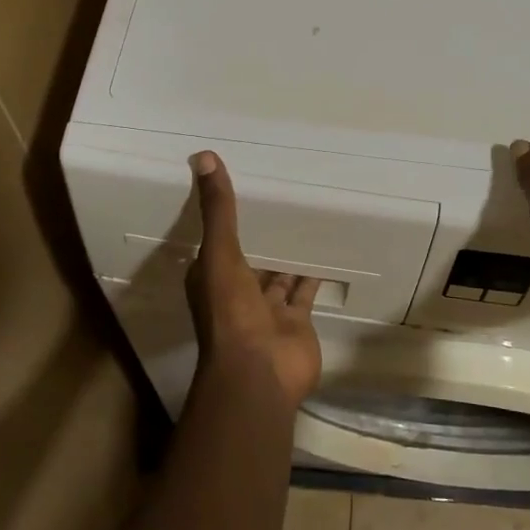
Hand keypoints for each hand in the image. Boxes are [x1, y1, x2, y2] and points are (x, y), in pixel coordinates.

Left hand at [186, 151, 323, 407]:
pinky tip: (326, 249)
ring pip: (278, 274)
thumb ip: (217, 210)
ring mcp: (267, 309)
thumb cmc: (231, 312)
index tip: (240, 189)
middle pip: (250, 256)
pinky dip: (313, 274)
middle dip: (262, 234)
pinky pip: (305, 291)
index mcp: (211, 277)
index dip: (224, 218)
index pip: (216, 241)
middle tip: (281, 197)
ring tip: (306, 217)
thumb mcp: (219, 253)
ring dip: (288, 253)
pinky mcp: (296, 320)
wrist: (259, 373)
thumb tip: (203, 157)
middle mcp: (237, 291)